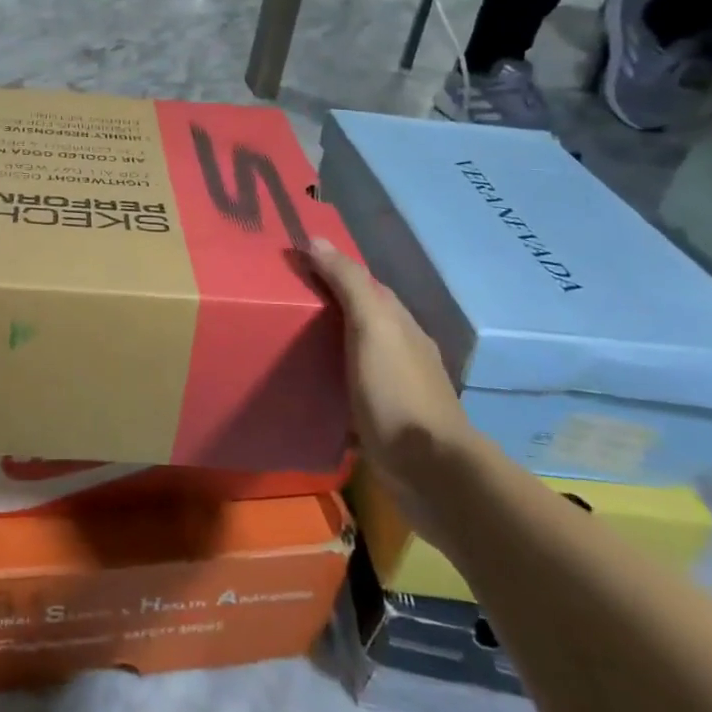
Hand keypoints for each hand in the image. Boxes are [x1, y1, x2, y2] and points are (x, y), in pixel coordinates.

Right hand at [306, 238, 478, 528]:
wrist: (430, 473)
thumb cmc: (397, 392)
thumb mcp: (372, 328)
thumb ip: (348, 283)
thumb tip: (317, 238)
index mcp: (400, 324)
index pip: (364, 284)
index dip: (332, 270)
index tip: (293, 264)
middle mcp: (402, 351)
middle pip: (360, 319)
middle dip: (327, 308)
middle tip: (280, 303)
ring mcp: (396, 389)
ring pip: (356, 355)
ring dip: (329, 346)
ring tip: (286, 343)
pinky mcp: (385, 422)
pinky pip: (352, 390)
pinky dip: (332, 382)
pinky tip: (310, 388)